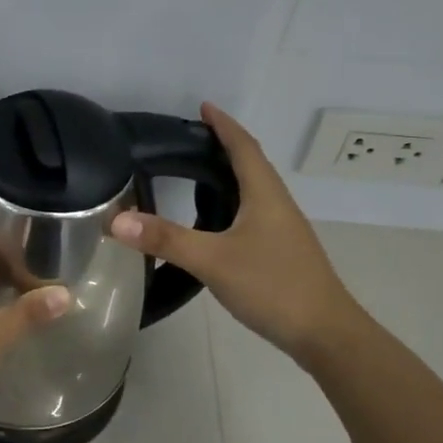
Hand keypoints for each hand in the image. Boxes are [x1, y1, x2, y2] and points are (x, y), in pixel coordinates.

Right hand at [111, 102, 365, 366]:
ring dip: (228, 175)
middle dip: (222, 146)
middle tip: (188, 140)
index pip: (243, 146)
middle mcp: (277, 204)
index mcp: (265, 194)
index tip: (203, 107)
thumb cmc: (274, 286)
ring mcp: (282, 229)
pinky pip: (252, 213)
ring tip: (195, 174)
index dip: (223, 125)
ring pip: (253, 190)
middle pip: (250, 164)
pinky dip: (231, 203)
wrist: (326, 335)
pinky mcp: (281, 251)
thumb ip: (165, 240)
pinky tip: (214, 222)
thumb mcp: (213, 261)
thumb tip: (116, 219)